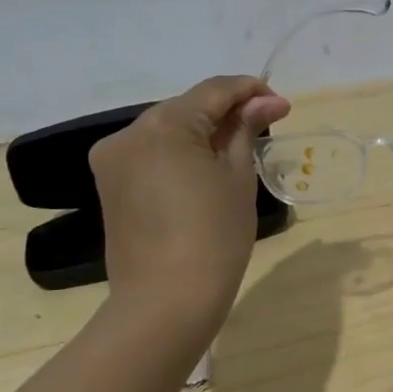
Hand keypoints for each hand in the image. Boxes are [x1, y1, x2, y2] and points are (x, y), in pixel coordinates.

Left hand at [89, 75, 290, 336]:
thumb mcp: (238, 176)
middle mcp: (130, 133)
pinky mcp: (110, 185)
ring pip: (168, 129)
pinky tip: (207, 167)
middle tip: (265, 126)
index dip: (250, 91)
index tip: (282, 106)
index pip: (213, 90)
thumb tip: (266, 102)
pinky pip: (152, 153)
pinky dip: (181, 152)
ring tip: (239, 148)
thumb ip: (246, 130)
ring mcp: (114, 160)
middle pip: (187, 107)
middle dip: (227, 112)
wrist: (166, 300)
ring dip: (204, 131)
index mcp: (163, 125)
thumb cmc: (214, 235)